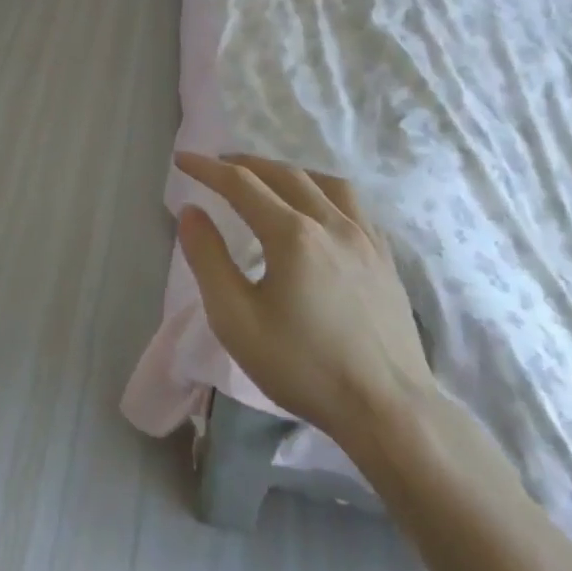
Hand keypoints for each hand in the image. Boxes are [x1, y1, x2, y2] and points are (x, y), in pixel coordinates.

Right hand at [174, 152, 434, 450]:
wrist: (389, 411)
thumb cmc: (304, 367)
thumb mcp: (236, 319)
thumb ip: (208, 260)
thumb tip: (190, 212)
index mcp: (292, 234)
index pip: (241, 184)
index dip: (207, 169)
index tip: (182, 160)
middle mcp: (331, 223)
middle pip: (283, 174)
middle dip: (245, 163)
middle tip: (218, 165)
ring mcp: (365, 238)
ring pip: (324, 182)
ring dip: (288, 172)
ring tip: (268, 179)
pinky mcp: (385, 258)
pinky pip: (353, 205)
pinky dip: (324, 191)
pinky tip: (319, 209)